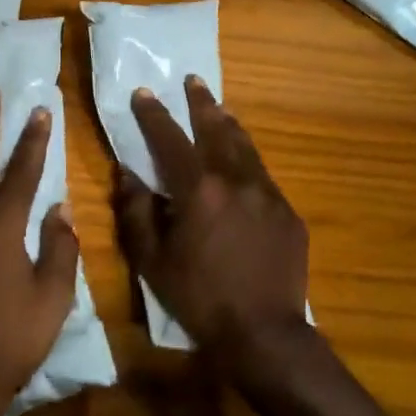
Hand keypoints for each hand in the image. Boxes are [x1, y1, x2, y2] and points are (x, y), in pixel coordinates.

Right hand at [113, 77, 310, 377]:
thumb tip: (126, 175)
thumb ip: (136, 213)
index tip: (144, 93)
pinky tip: (243, 165)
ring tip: (219, 109)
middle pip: (217, 130)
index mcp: (199, 191)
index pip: (171, 139)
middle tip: (193, 81)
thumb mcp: (152, 261)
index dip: (154, 114)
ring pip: (246, 148)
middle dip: (202, 103)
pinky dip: (248, 161)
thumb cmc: (199, 299)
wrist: (264, 334)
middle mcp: (237, 181)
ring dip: (229, 125)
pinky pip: (263, 177)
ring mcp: (268, 195)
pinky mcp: (288, 213)